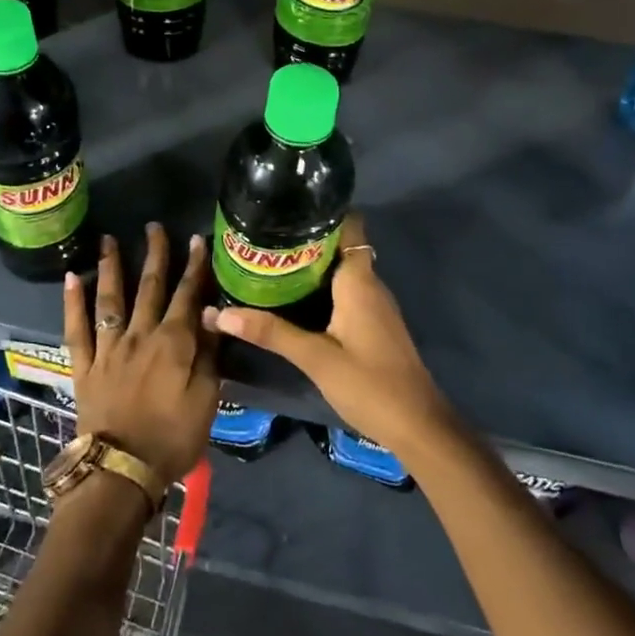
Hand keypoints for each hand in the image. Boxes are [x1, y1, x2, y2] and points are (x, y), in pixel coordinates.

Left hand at [63, 224, 219, 487]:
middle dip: (154, 255)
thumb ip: (209, 354)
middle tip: (154, 227)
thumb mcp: (206, 399)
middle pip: (149, 288)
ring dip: (111, 266)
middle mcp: (139, 336)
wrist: (122, 470)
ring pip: (110, 298)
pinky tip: (71, 277)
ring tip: (109, 238)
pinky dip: (72, 302)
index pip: (187, 296)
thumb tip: (212, 314)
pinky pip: (76, 328)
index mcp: (173, 344)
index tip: (197, 240)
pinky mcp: (84, 365)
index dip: (194, 267)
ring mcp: (108, 348)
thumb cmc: (173, 438)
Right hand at [203, 215, 454, 457]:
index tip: (286, 209)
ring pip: (340, 272)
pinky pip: (344, 293)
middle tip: (262, 239)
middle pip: (339, 248)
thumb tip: (217, 313)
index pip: (349, 227)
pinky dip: (320, 289)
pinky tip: (292, 299)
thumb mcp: (315, 358)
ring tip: (268, 263)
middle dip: (304, 241)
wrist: (417, 426)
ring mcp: (374, 307)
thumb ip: (270, 333)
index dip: (321, 214)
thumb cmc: (369, 384)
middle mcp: (370, 285)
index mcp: (359, 281)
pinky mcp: (373, 325)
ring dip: (310, 266)